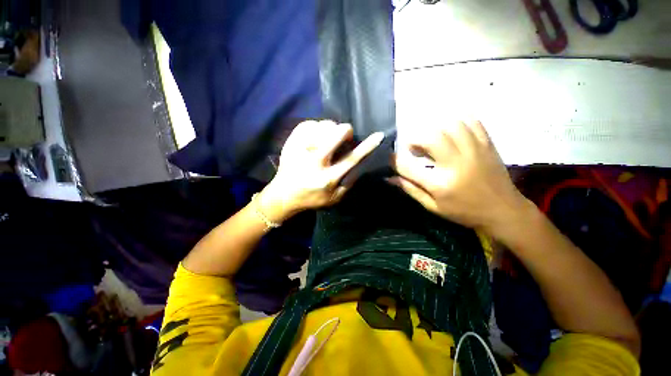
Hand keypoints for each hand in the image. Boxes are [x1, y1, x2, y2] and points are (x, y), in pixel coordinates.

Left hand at [259, 120, 383, 222]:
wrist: (283, 195)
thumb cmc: (311, 198)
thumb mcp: (334, 199)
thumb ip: (349, 183)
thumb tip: (359, 164)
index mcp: (327, 178)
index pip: (351, 158)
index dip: (367, 146)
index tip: (378, 135)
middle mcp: (314, 162)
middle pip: (335, 135)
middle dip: (346, 131)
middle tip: (345, 135)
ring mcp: (300, 150)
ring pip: (322, 126)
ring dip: (330, 128)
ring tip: (328, 137)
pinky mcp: (290, 143)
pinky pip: (307, 124)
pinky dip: (315, 126)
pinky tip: (316, 134)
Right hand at [390, 121, 527, 234]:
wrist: (503, 211)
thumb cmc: (463, 212)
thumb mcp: (432, 206)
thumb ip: (410, 189)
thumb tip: (389, 178)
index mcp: (440, 184)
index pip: (408, 167)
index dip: (394, 160)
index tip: (390, 157)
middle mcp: (456, 164)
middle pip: (430, 138)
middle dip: (416, 139)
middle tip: (414, 148)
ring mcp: (474, 151)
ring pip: (451, 125)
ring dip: (435, 129)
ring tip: (432, 140)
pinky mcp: (487, 145)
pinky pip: (472, 122)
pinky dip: (458, 121)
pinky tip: (450, 130)